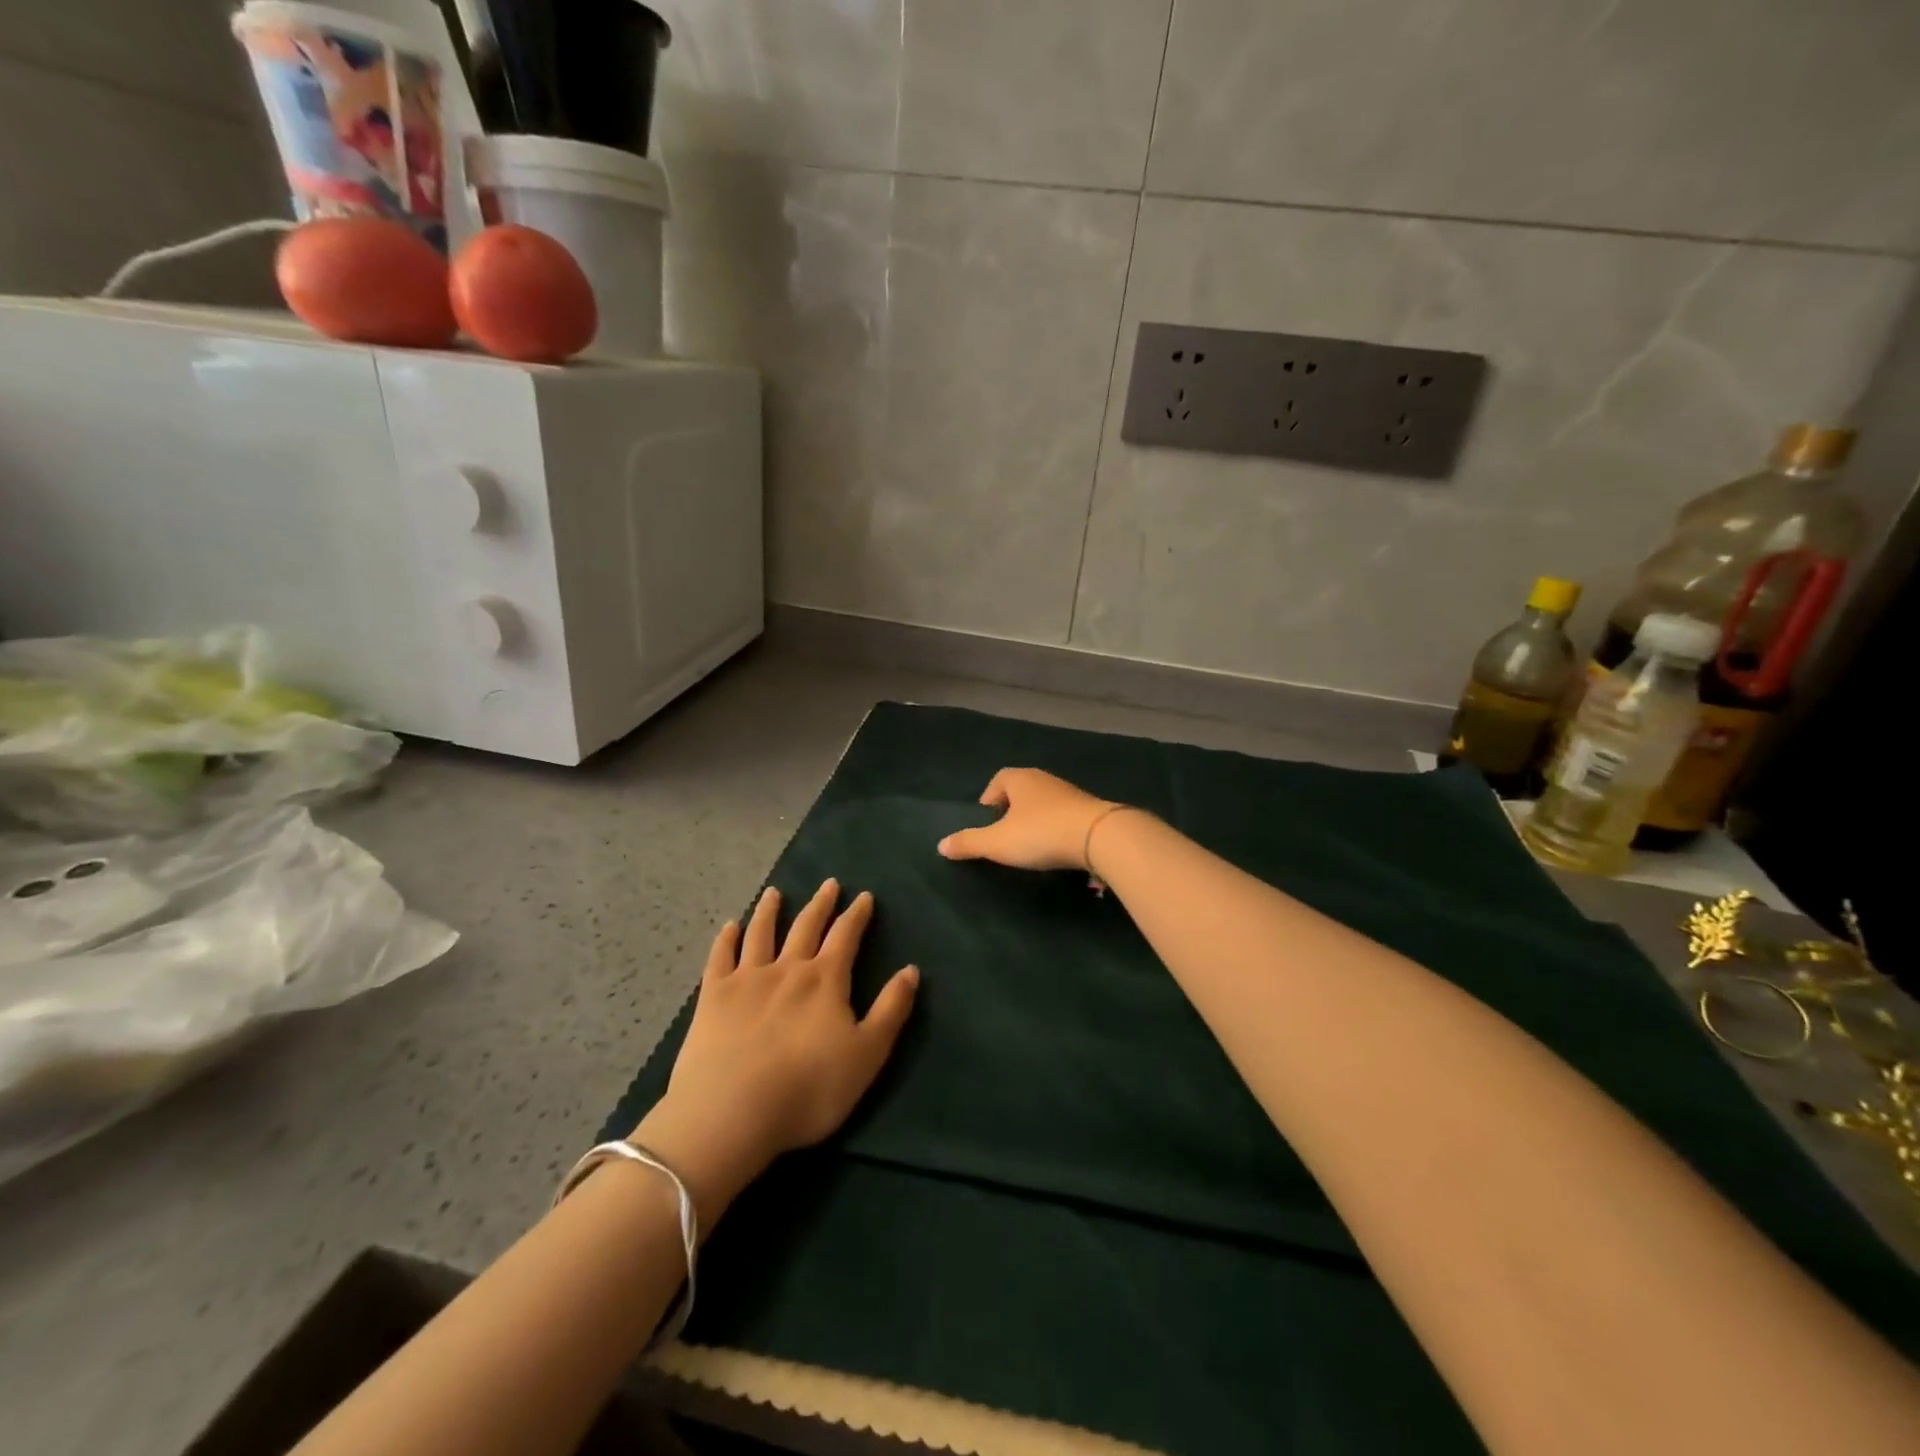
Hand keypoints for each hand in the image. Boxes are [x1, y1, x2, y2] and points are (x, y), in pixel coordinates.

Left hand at [635, 880, 917, 1222]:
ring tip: (775, 893)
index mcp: (825, 980)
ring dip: (770, 911)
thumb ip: (891, 1009)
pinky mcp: (713, 997)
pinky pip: (720, 957)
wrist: (731, 1112)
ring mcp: (746, 979)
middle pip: (806, 927)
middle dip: (821, 904)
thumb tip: (911, 969)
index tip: (864, 896)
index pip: (846, 937)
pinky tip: (730, 927)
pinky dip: (726, 938)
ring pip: (761, 933)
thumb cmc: (808, 1089)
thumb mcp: (867, 1054)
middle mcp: (787, 968)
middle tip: (829, 883)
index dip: (857, 915)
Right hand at [936, 768, 1114, 871]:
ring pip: (1046, 801)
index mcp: (1020, 779)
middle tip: (1005, 830)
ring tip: (1030, 841)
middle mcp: (1045, 780)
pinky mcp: (1091, 810)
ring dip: (1037, 817)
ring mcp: (1071, 793)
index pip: (1000, 778)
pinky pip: (1066, 815)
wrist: (1100, 836)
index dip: (990, 795)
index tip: (987, 816)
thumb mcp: (998, 842)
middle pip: (1023, 788)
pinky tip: (1056, 845)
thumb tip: (941, 845)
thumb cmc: (1041, 833)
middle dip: (1013, 806)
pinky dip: (1057, 826)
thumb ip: (969, 843)